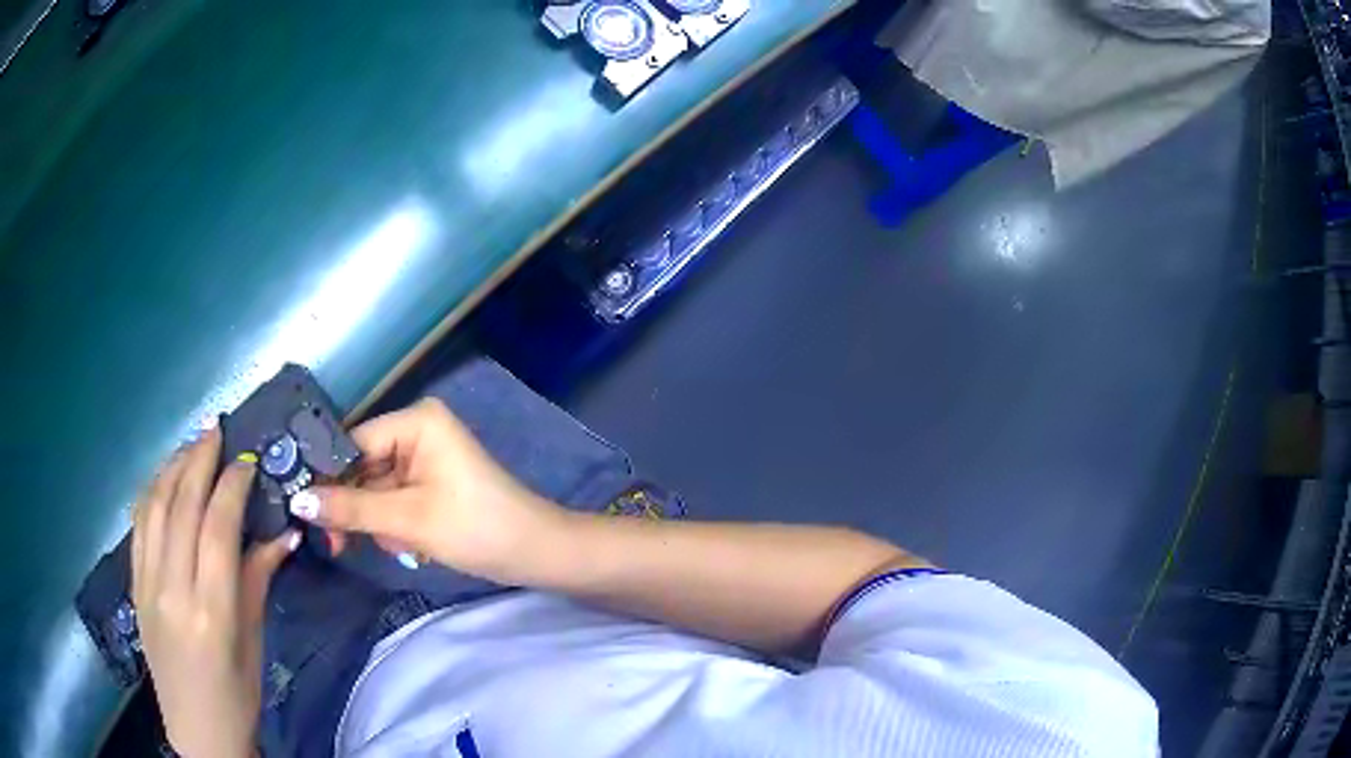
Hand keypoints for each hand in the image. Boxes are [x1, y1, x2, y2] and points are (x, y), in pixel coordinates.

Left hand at [132, 427, 298, 757]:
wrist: (196, 731)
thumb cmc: (236, 696)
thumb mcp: (254, 643)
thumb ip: (259, 580)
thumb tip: (285, 532)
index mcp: (211, 611)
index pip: (217, 527)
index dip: (232, 486)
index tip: (247, 461)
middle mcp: (173, 589)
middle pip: (181, 506)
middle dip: (199, 460)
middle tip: (216, 429)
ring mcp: (147, 584)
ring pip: (154, 507)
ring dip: (172, 467)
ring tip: (191, 445)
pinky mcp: (134, 585)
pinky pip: (138, 525)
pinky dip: (151, 492)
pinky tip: (164, 478)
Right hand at [292, 398, 562, 582]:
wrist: (535, 554)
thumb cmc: (475, 528)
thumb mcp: (407, 520)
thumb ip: (350, 508)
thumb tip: (297, 501)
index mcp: (416, 421)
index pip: (352, 443)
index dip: (326, 477)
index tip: (302, 511)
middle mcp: (417, 430)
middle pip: (360, 467)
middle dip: (356, 508)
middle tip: (340, 546)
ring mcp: (424, 457)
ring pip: (374, 489)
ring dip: (378, 523)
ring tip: (400, 546)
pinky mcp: (430, 482)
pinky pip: (393, 500)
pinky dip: (393, 526)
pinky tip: (410, 546)